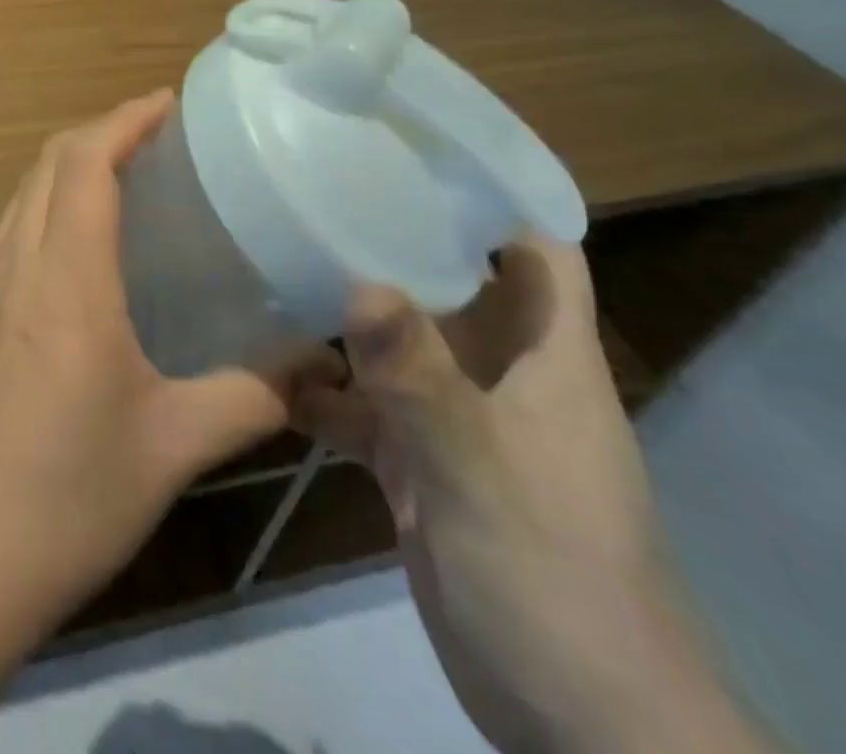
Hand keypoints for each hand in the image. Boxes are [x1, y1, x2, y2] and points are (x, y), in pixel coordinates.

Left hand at [0, 91, 298, 753]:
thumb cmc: (61, 499)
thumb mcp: (170, 448)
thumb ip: (246, 399)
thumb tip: (311, 371)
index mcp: (65, 279)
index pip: (84, 162)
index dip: (125, 119)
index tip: (170, 103)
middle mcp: (16, 265)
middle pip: (48, 163)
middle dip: (101, 131)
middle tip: (161, 137)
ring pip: (24, 194)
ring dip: (69, 166)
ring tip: (128, 177)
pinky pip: (12, 231)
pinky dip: (49, 206)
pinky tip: (83, 248)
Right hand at [296, 236, 775, 753]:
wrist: (579, 726)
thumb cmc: (553, 576)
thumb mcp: (481, 471)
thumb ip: (422, 381)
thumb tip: (361, 286)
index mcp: (542, 355)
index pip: (534, 247)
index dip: (489, 195)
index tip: (412, 149)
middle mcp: (498, 372)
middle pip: (447, 281)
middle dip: (389, 237)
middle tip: (314, 189)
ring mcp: (455, 418)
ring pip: (396, 341)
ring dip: (342, 314)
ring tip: (271, 263)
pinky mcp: (420, 464)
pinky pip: (363, 407)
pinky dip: (322, 391)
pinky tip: (266, 373)